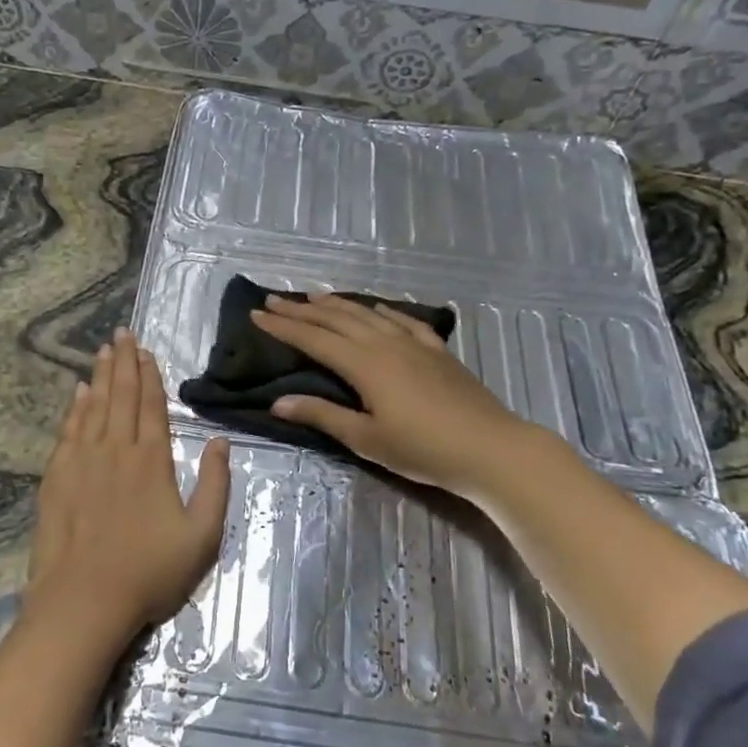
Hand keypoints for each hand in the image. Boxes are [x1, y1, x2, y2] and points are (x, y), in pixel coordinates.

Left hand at [25, 328, 231, 643]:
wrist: (83, 601)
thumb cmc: (149, 573)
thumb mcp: (202, 536)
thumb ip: (216, 485)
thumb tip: (220, 442)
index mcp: (152, 461)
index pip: (152, 406)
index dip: (150, 376)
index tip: (146, 350)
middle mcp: (116, 450)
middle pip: (121, 396)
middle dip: (124, 363)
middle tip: (122, 334)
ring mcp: (82, 461)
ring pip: (94, 407)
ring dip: (100, 377)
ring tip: (104, 351)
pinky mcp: (57, 477)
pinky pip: (68, 430)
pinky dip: (75, 408)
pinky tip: (79, 393)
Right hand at [250, 292, 544, 500]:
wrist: (490, 448)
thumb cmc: (423, 449)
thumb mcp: (366, 439)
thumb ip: (323, 415)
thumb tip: (278, 402)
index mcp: (364, 364)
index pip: (313, 339)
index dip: (283, 326)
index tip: (257, 314)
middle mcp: (384, 343)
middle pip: (336, 319)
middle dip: (302, 309)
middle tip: (274, 299)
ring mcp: (414, 343)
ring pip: (367, 314)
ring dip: (338, 304)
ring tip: (314, 296)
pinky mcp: (436, 351)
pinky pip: (403, 320)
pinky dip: (383, 311)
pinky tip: (377, 308)